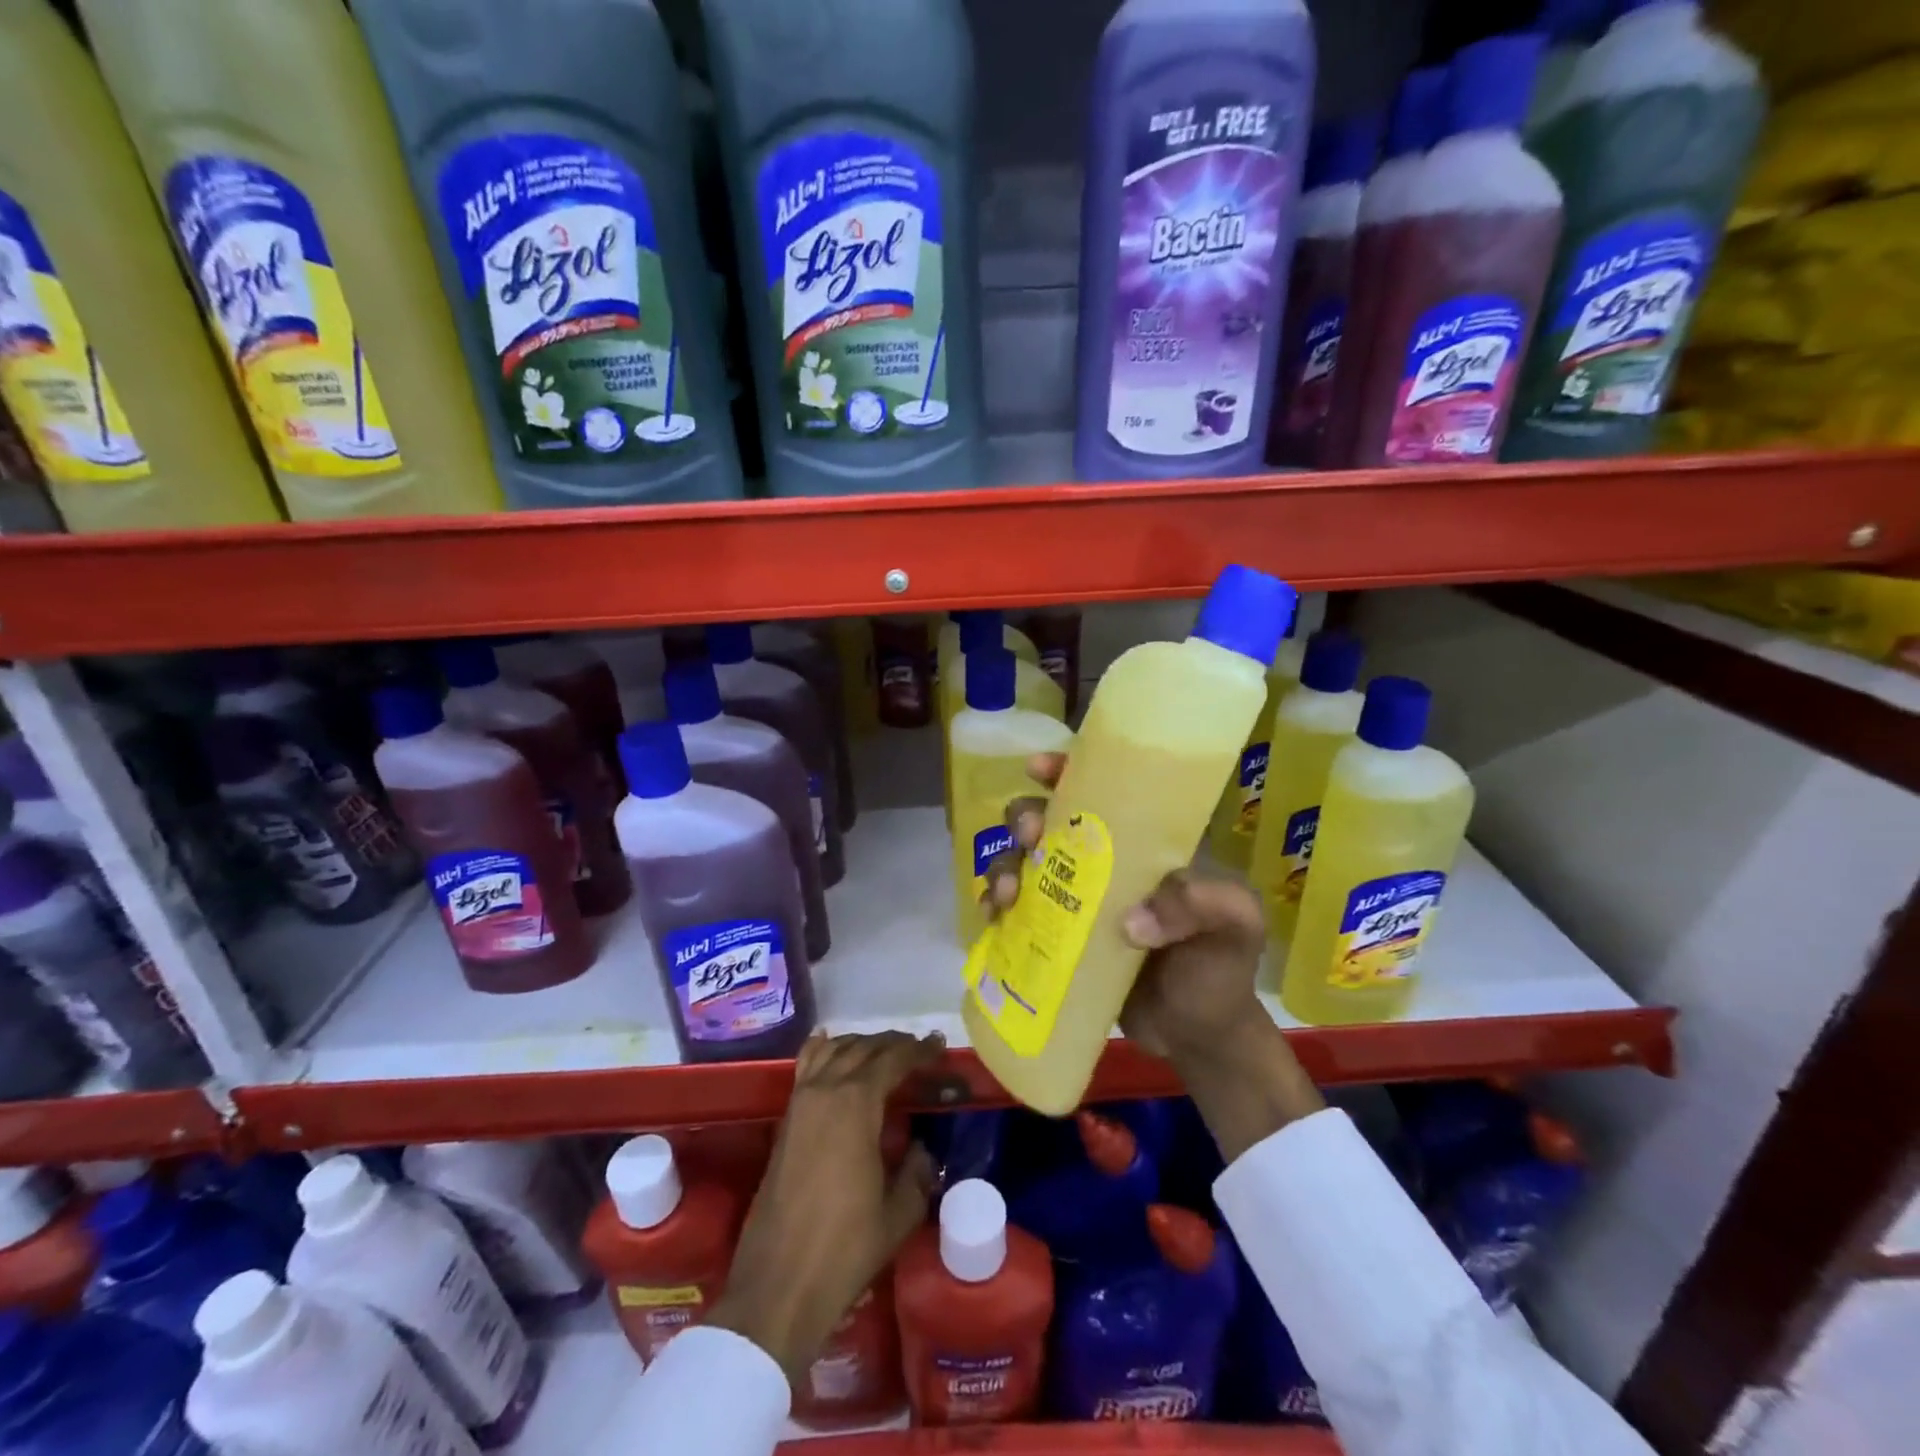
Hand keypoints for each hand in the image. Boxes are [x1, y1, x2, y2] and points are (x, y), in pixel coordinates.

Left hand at [709, 1031, 941, 1382]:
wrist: (778, 1286)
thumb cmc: (844, 1249)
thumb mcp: (898, 1214)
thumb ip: (917, 1173)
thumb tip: (923, 1150)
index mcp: (856, 1104)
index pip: (893, 1060)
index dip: (919, 1051)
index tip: (940, 1047)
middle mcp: (825, 1090)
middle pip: (863, 1048)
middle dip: (894, 1044)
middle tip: (920, 1049)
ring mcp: (800, 1102)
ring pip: (833, 1050)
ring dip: (862, 1044)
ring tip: (885, 1051)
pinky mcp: (785, 1120)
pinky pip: (806, 1066)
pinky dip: (824, 1049)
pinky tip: (832, 1045)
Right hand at [986, 752, 1322, 1157]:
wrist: (1198, 1038)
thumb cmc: (1219, 969)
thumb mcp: (1233, 927)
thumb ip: (1198, 907)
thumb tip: (1129, 923)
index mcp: (1144, 844)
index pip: (1105, 791)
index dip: (1068, 770)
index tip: (1040, 768)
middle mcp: (1104, 863)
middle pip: (1050, 820)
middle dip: (1026, 817)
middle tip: (1028, 838)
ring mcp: (1076, 900)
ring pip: (1024, 862)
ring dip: (1005, 865)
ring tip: (1007, 894)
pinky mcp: (1056, 937)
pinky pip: (1016, 910)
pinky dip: (997, 906)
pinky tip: (994, 917)